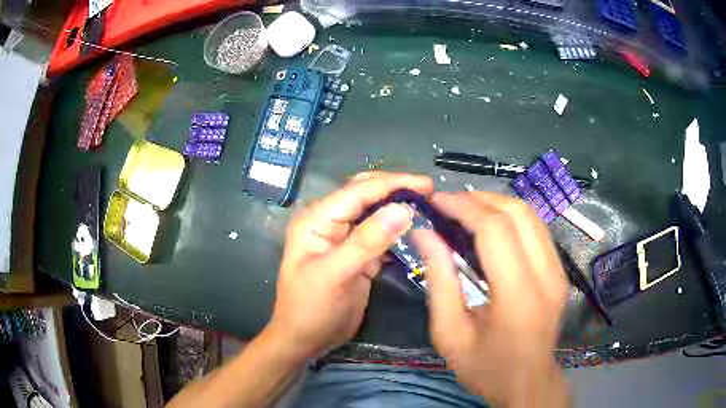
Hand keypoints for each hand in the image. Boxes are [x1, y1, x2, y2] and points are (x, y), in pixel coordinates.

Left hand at [266, 172, 433, 360]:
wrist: (304, 339)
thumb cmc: (310, 308)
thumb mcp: (335, 275)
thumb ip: (367, 241)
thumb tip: (403, 209)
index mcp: (317, 219)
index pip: (358, 191)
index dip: (393, 184)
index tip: (427, 184)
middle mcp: (330, 222)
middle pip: (366, 195)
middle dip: (397, 190)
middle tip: (430, 193)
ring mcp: (344, 238)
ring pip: (375, 214)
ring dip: (399, 209)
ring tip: (428, 206)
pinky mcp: (357, 255)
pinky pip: (380, 235)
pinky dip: (397, 231)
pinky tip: (415, 230)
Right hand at [414, 192, 569, 407]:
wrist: (528, 383)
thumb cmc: (485, 367)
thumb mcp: (449, 334)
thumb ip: (439, 280)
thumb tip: (425, 234)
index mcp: (518, 297)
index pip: (495, 231)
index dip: (464, 207)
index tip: (436, 201)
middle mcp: (546, 276)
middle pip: (517, 213)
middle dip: (479, 199)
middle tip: (448, 204)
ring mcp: (558, 271)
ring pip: (531, 215)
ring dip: (496, 203)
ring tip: (465, 210)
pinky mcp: (560, 271)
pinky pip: (537, 229)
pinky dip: (511, 217)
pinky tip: (490, 226)